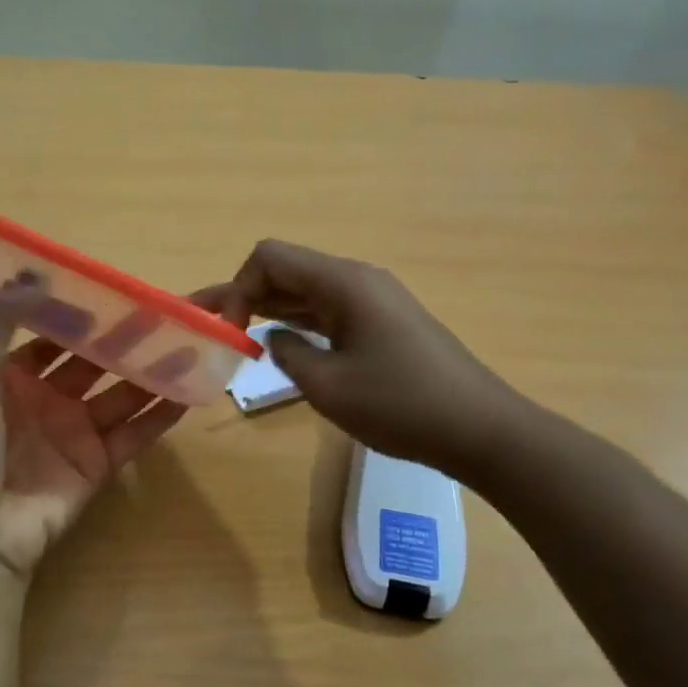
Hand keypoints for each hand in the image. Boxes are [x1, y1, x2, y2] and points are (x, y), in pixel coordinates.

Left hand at [0, 279, 188, 577]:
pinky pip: (135, 433)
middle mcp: (43, 399)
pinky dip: (162, 414)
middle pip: (94, 359)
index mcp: (6, 375)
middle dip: (128, 335)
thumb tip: (31, 273)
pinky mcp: (97, 466)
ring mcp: (73, 433)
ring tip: (193, 341)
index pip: (51, 333)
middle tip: (169, 309)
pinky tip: (192, 390)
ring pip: (121, 393)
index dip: (82, 311)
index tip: (118, 288)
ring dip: (154, 369)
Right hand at [208, 239, 534, 481]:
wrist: (478, 428)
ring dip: (271, 308)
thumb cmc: (400, 405)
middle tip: (209, 324)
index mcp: (343, 283)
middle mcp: (358, 280)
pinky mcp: (384, 323)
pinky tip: (283, 343)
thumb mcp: (328, 385)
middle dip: (245, 294)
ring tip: (235, 332)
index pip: (270, 258)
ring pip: (307, 291)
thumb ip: (288, 353)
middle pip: (287, 270)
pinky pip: (329, 310)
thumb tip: (273, 338)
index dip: (238, 288)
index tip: (231, 333)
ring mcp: (375, 301)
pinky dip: (300, 322)